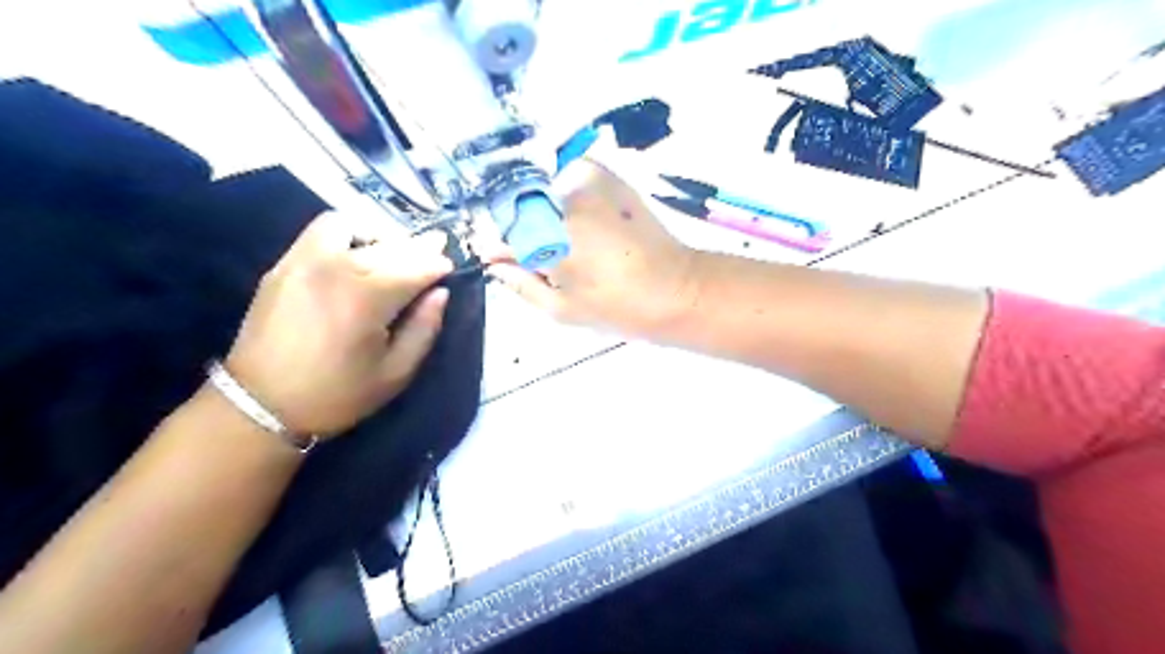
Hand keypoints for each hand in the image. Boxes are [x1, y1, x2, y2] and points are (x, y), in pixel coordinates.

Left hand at [224, 212, 452, 438]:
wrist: (259, 405)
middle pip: (388, 244)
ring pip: (351, 226)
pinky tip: (356, 255)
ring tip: (390, 253)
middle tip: (435, 247)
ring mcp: (304, 261)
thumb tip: (440, 294)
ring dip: (378, 234)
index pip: (415, 267)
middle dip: (417, 246)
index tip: (451, 265)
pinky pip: (320, 232)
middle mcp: (336, 268)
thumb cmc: (336, 394)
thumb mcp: (395, 374)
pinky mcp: (283, 265)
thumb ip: (424, 329)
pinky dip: (346, 235)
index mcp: (367, 298)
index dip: (437, 264)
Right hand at [483, 155, 700, 340]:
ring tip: (572, 241)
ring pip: (546, 189)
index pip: (503, 232)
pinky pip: (572, 176)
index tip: (504, 258)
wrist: (676, 287)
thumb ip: (522, 284)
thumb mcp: (562, 309)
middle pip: (523, 207)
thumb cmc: (617, 307)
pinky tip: (585, 219)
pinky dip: (569, 191)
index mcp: (548, 239)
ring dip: (547, 210)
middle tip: (546, 256)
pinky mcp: (609, 176)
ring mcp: (586, 182)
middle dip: (525, 229)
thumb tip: (495, 265)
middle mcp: (561, 201)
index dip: (502, 247)